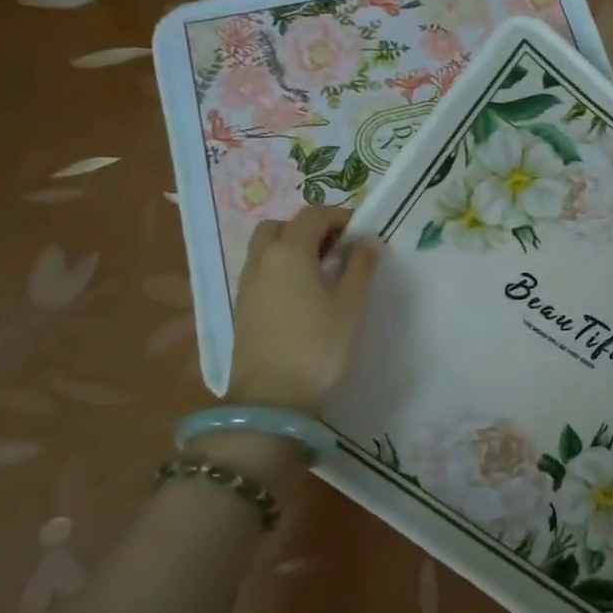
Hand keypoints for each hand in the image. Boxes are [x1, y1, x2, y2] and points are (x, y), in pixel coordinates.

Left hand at [227, 207, 380, 414]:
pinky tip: (304, 292)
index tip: (362, 232)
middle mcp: (262, 259)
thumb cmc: (317, 346)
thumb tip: (368, 240)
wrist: (272, 396)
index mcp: (289, 252)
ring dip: (293, 246)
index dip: (339, 216)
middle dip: (310, 228)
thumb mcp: (349, 305)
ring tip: (323, 270)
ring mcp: (248, 283)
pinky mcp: (243, 305)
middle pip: (282, 225)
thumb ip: (360, 267)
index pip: (312, 215)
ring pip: (267, 247)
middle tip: (338, 248)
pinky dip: (281, 267)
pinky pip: (261, 270)